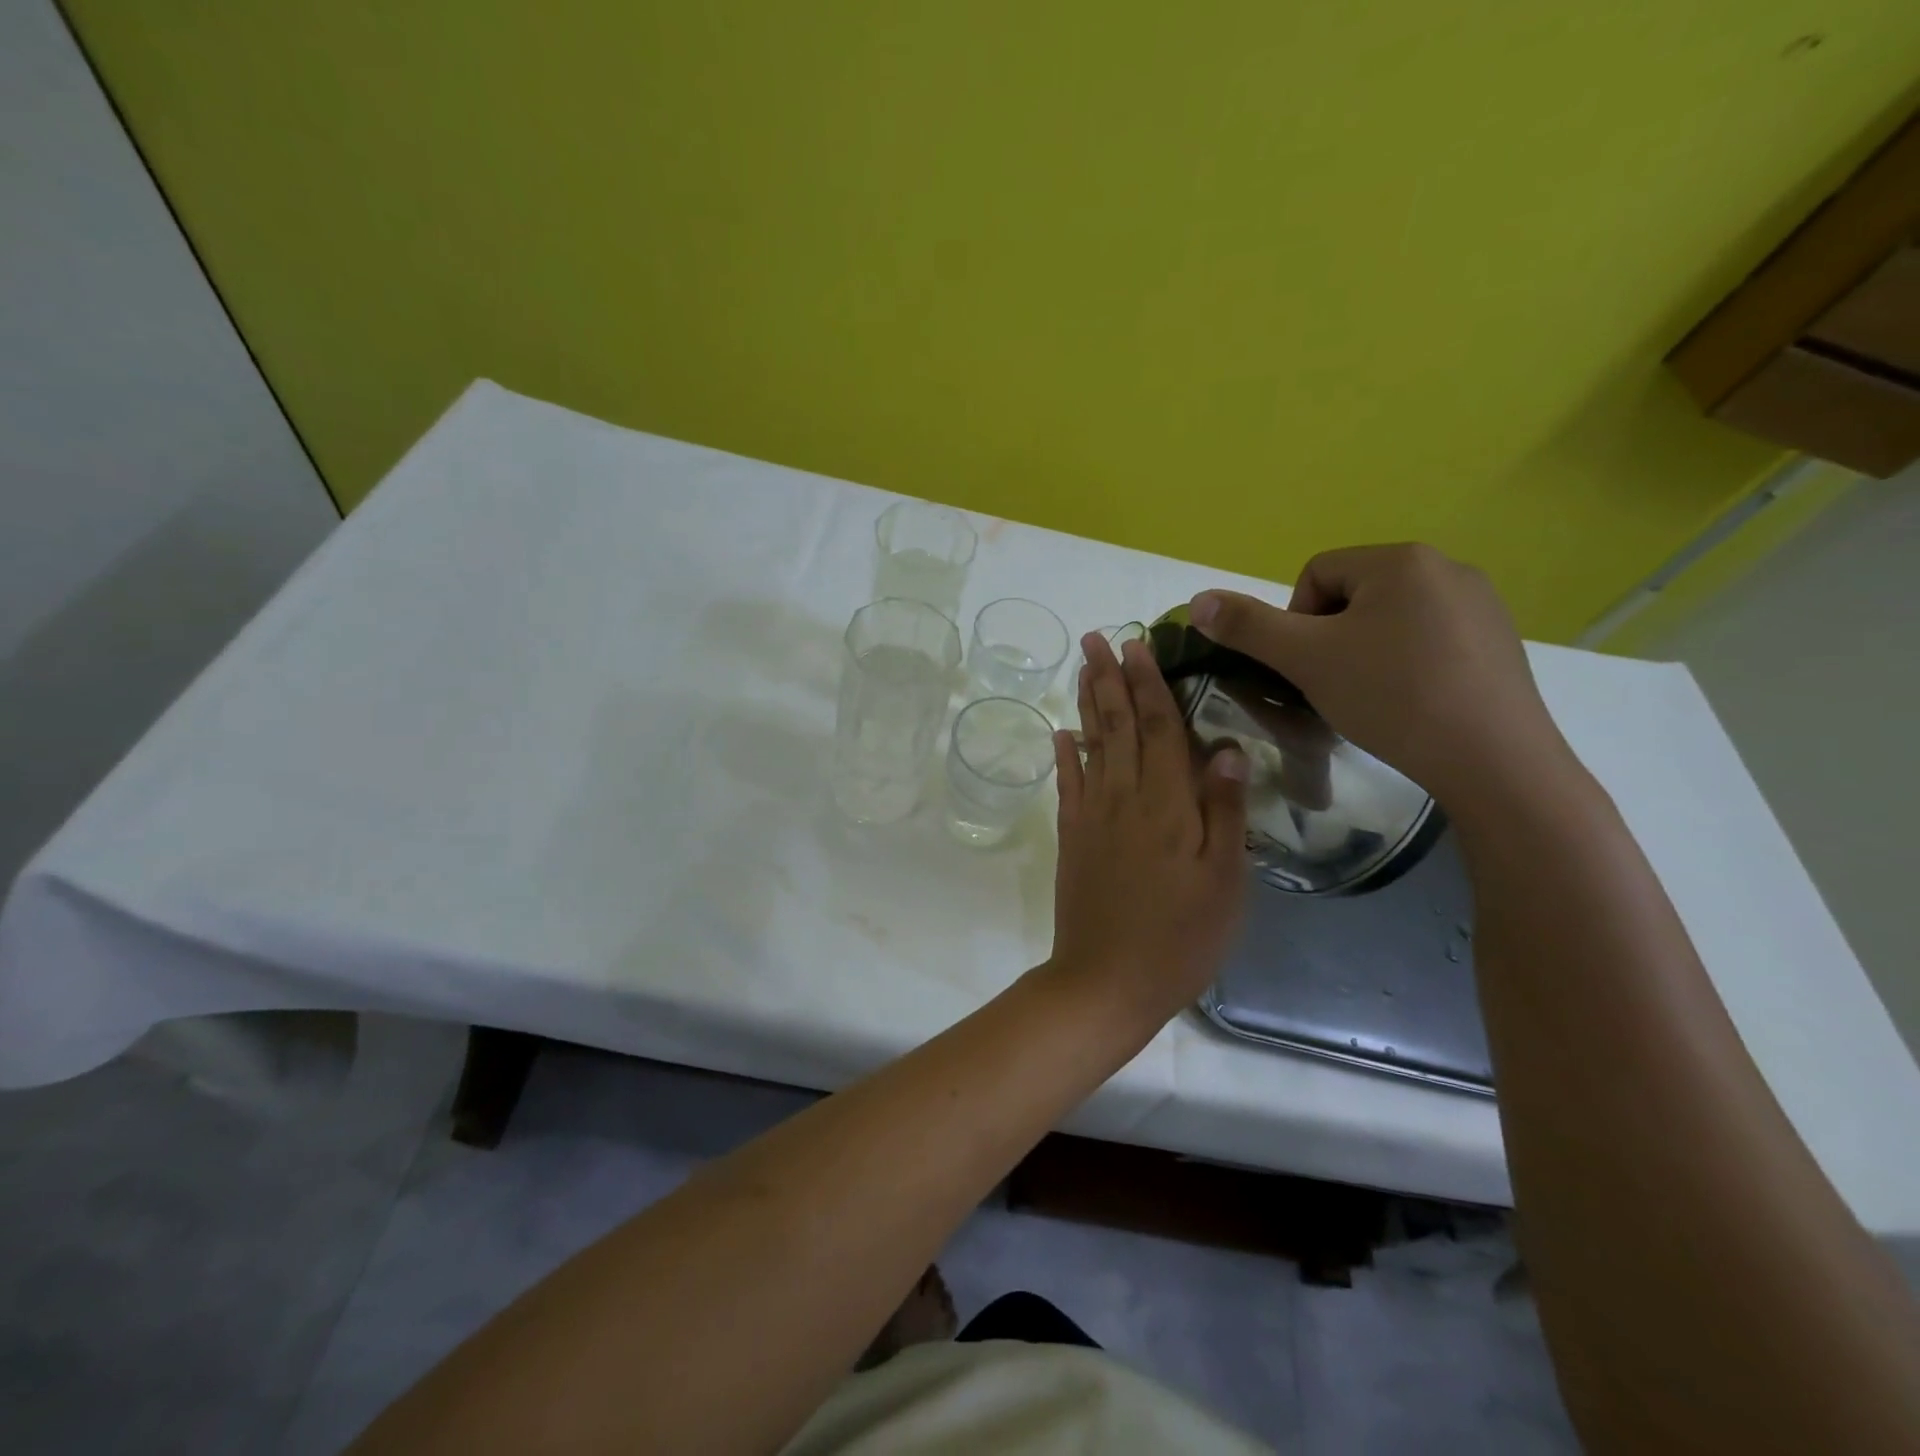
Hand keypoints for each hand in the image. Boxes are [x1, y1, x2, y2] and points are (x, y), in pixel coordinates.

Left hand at [1048, 633, 1249, 1027]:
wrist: (1107, 980)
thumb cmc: (1181, 937)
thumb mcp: (1224, 881)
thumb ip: (1224, 811)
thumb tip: (1225, 747)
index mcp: (1167, 805)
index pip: (1160, 728)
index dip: (1150, 684)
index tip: (1138, 644)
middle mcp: (1124, 798)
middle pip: (1118, 726)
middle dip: (1109, 679)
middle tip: (1097, 638)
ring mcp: (1092, 817)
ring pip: (1091, 746)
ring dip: (1087, 703)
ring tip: (1082, 667)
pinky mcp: (1072, 838)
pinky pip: (1067, 786)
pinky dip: (1065, 756)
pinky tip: (1061, 733)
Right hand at [1188, 543, 1571, 807]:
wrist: (1492, 759)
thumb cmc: (1390, 696)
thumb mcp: (1305, 659)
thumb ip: (1247, 626)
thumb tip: (1197, 600)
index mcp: (1400, 559)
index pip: (1315, 575)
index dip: (1296, 623)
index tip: (1308, 668)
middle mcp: (1447, 566)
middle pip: (1353, 595)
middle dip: (1331, 638)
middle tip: (1335, 685)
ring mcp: (1481, 604)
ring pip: (1391, 619)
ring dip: (1366, 652)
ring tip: (1373, 698)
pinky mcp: (1500, 641)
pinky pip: (1430, 640)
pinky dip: (1407, 665)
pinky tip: (1412, 703)